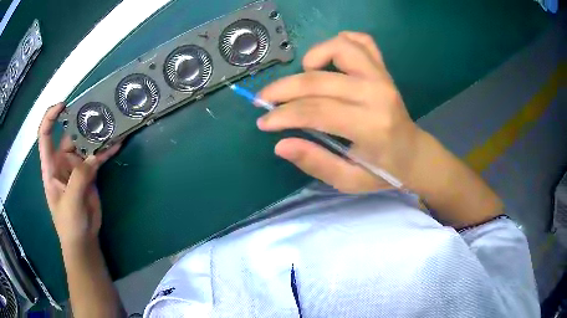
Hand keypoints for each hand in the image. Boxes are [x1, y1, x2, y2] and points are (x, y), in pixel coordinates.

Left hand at [38, 103, 119, 246]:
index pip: (45, 135)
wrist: (83, 240)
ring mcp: (76, 168)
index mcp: (50, 166)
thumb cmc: (69, 224)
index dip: (50, 118)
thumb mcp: (70, 202)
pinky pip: (97, 158)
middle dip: (81, 123)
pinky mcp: (89, 174)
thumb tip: (94, 156)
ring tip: (111, 125)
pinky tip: (117, 144)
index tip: (63, 105)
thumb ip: (79, 177)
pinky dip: (106, 151)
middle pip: (69, 136)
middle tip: (98, 113)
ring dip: (97, 136)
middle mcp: (62, 162)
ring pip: (85, 145)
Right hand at [258, 32, 423, 192]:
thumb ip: (316, 163)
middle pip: (319, 81)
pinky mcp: (384, 69)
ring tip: (303, 76)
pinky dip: (341, 41)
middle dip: (283, 89)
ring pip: (341, 47)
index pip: (316, 111)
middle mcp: (377, 94)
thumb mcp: (349, 180)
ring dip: (313, 56)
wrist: (414, 154)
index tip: (264, 122)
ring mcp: (382, 77)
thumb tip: (280, 144)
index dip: (283, 115)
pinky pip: (362, 41)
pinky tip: (329, 58)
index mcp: (371, 126)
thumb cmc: (383, 171)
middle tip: (264, 99)